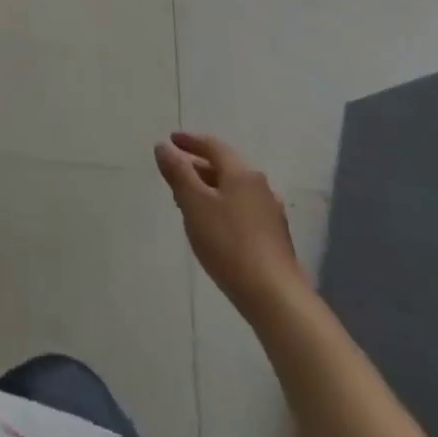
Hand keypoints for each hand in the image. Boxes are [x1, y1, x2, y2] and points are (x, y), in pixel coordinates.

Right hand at [156, 131, 307, 318]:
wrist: (275, 297)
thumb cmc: (229, 243)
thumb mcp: (194, 203)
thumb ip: (177, 172)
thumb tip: (163, 146)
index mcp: (241, 173)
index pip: (213, 146)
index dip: (190, 141)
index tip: (171, 140)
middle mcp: (260, 187)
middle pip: (225, 167)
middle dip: (198, 167)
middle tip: (175, 173)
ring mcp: (270, 213)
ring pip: (233, 190)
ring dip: (210, 189)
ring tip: (188, 201)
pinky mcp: (274, 237)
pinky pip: (242, 209)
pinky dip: (222, 207)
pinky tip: (213, 226)